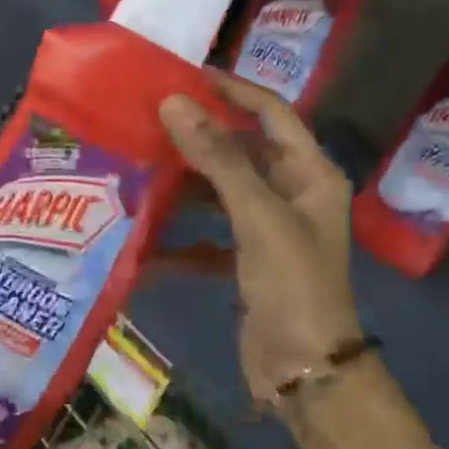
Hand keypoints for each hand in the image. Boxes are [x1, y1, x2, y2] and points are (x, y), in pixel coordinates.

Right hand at [158, 73, 362, 403]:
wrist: (306, 372)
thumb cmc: (292, 284)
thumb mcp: (257, 215)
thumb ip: (217, 159)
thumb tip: (174, 103)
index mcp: (310, 175)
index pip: (271, 113)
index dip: (233, 91)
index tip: (185, 76)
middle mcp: (292, 195)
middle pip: (242, 152)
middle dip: (198, 138)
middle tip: (148, 122)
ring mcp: (268, 231)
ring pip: (221, 193)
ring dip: (185, 186)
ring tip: (139, 171)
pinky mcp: (247, 263)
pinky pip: (209, 239)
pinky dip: (182, 240)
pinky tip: (146, 244)